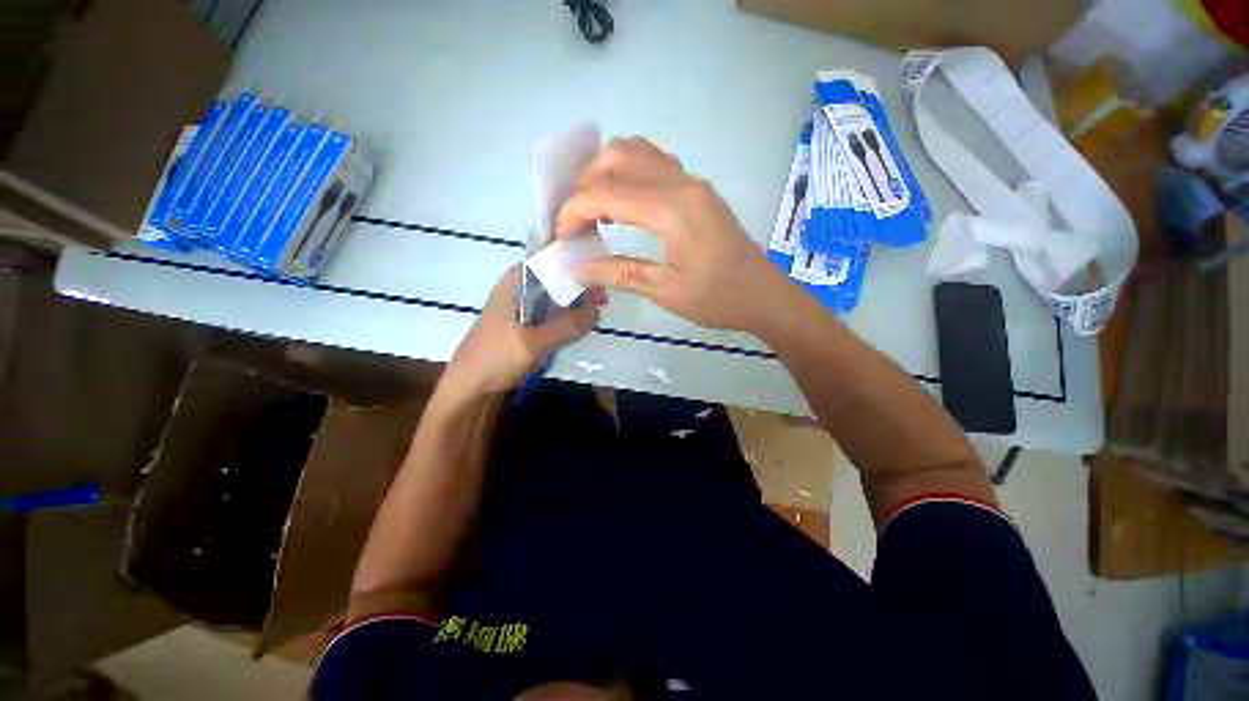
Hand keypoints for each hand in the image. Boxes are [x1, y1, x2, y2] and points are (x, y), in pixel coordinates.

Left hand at [441, 266, 603, 396]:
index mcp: (515, 282)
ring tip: (598, 311)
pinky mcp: (528, 326)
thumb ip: (566, 326)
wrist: (471, 390)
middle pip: (556, 278)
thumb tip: (597, 312)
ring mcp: (524, 308)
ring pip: (556, 298)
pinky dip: (568, 318)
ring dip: (576, 303)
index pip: (549, 259)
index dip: (575, 264)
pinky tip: (582, 324)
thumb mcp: (533, 343)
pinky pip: (553, 315)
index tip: (599, 276)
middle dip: (579, 286)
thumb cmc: (494, 359)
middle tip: (603, 300)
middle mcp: (520, 289)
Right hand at [554, 137, 789, 331]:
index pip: (605, 193)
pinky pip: (654, 163)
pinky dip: (627, 173)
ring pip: (635, 151)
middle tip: (575, 220)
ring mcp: (691, 181)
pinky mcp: (696, 188)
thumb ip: (621, 273)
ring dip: (604, 172)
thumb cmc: (719, 299)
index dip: (573, 211)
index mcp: (672, 209)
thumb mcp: (666, 291)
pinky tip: (622, 204)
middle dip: (583, 184)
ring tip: (593, 209)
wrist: (763, 295)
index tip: (561, 237)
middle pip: (616, 157)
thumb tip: (580, 268)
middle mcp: (680, 183)